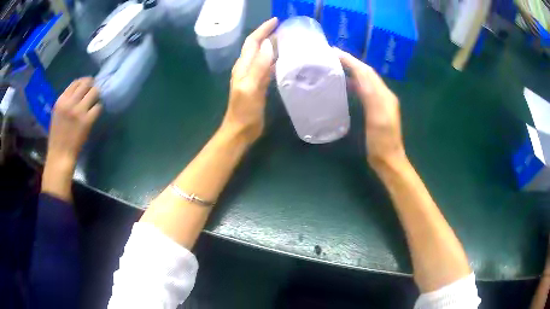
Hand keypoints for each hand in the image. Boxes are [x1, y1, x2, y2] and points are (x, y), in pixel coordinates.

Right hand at [42, 78, 101, 201]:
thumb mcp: (57, 113)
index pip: (76, 82)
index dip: (83, 82)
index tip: (86, 87)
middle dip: (91, 86)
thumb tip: (80, 90)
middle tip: (93, 92)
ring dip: (96, 96)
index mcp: (61, 100)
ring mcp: (79, 111)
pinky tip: (94, 113)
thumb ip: (66, 101)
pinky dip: (98, 109)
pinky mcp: (87, 121)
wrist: (60, 155)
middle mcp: (70, 103)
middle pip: (87, 83)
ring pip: (95, 92)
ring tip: (94, 102)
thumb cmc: (57, 136)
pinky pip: (98, 107)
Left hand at [221, 17, 277, 143]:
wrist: (241, 130)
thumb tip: (268, 44)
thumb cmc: (244, 111)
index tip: (276, 21)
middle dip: (269, 35)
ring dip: (273, 46)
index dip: (263, 30)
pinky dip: (275, 60)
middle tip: (286, 29)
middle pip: (257, 46)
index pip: (252, 42)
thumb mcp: (251, 87)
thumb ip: (259, 66)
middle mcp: (247, 68)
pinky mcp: (259, 85)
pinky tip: (286, 60)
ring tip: (288, 41)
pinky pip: (268, 67)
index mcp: (243, 66)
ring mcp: (253, 76)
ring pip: (263, 55)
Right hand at [336, 49, 405, 168]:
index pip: (366, 71)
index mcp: (383, 94)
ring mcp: (380, 102)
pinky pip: (364, 90)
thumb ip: (370, 93)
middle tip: (332, 55)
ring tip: (336, 65)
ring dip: (352, 70)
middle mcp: (383, 94)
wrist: (389, 159)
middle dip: (350, 61)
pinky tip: (346, 84)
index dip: (351, 60)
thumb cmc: (381, 141)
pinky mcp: (376, 109)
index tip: (333, 51)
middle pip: (366, 72)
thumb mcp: (377, 116)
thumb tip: (359, 72)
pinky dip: (354, 83)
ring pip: (365, 80)